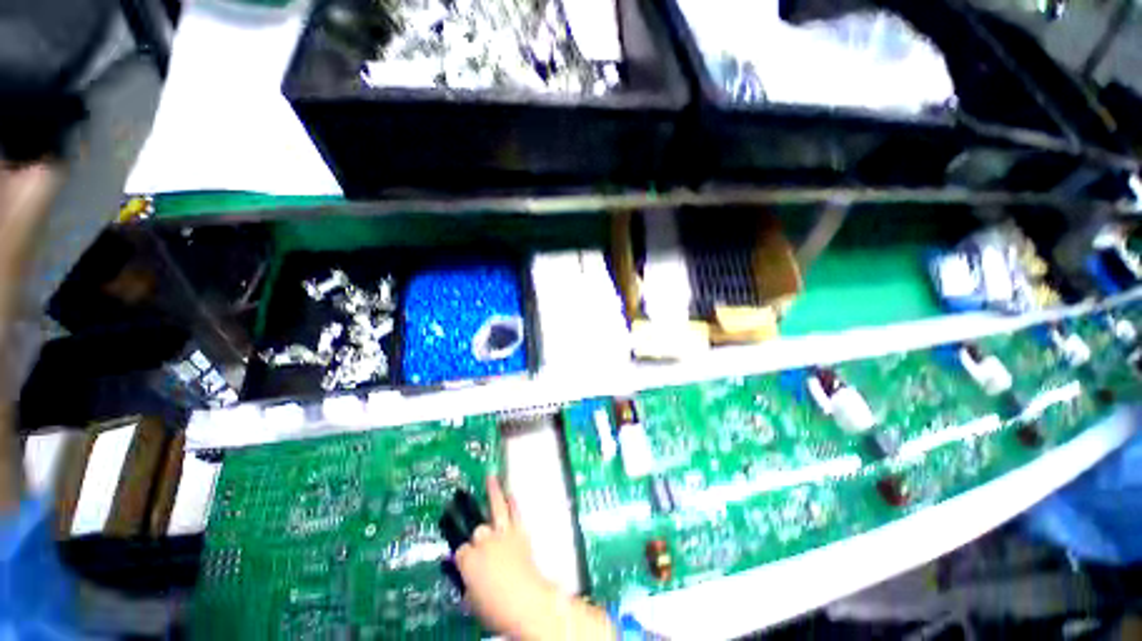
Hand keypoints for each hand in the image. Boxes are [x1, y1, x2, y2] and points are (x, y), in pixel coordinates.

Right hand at [455, 477, 614, 639]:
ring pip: (495, 508)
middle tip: (476, 533)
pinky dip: (513, 502)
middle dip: (476, 534)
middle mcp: (483, 542)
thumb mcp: (471, 600)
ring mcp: (502, 534)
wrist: (527, 602)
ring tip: (490, 476)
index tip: (464, 561)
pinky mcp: (519, 532)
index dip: (463, 557)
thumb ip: (464, 582)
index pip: (460, 551)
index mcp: (467, 561)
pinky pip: (515, 513)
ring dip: (493, 491)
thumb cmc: (495, 608)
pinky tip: (510, 492)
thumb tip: (460, 573)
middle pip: (476, 530)